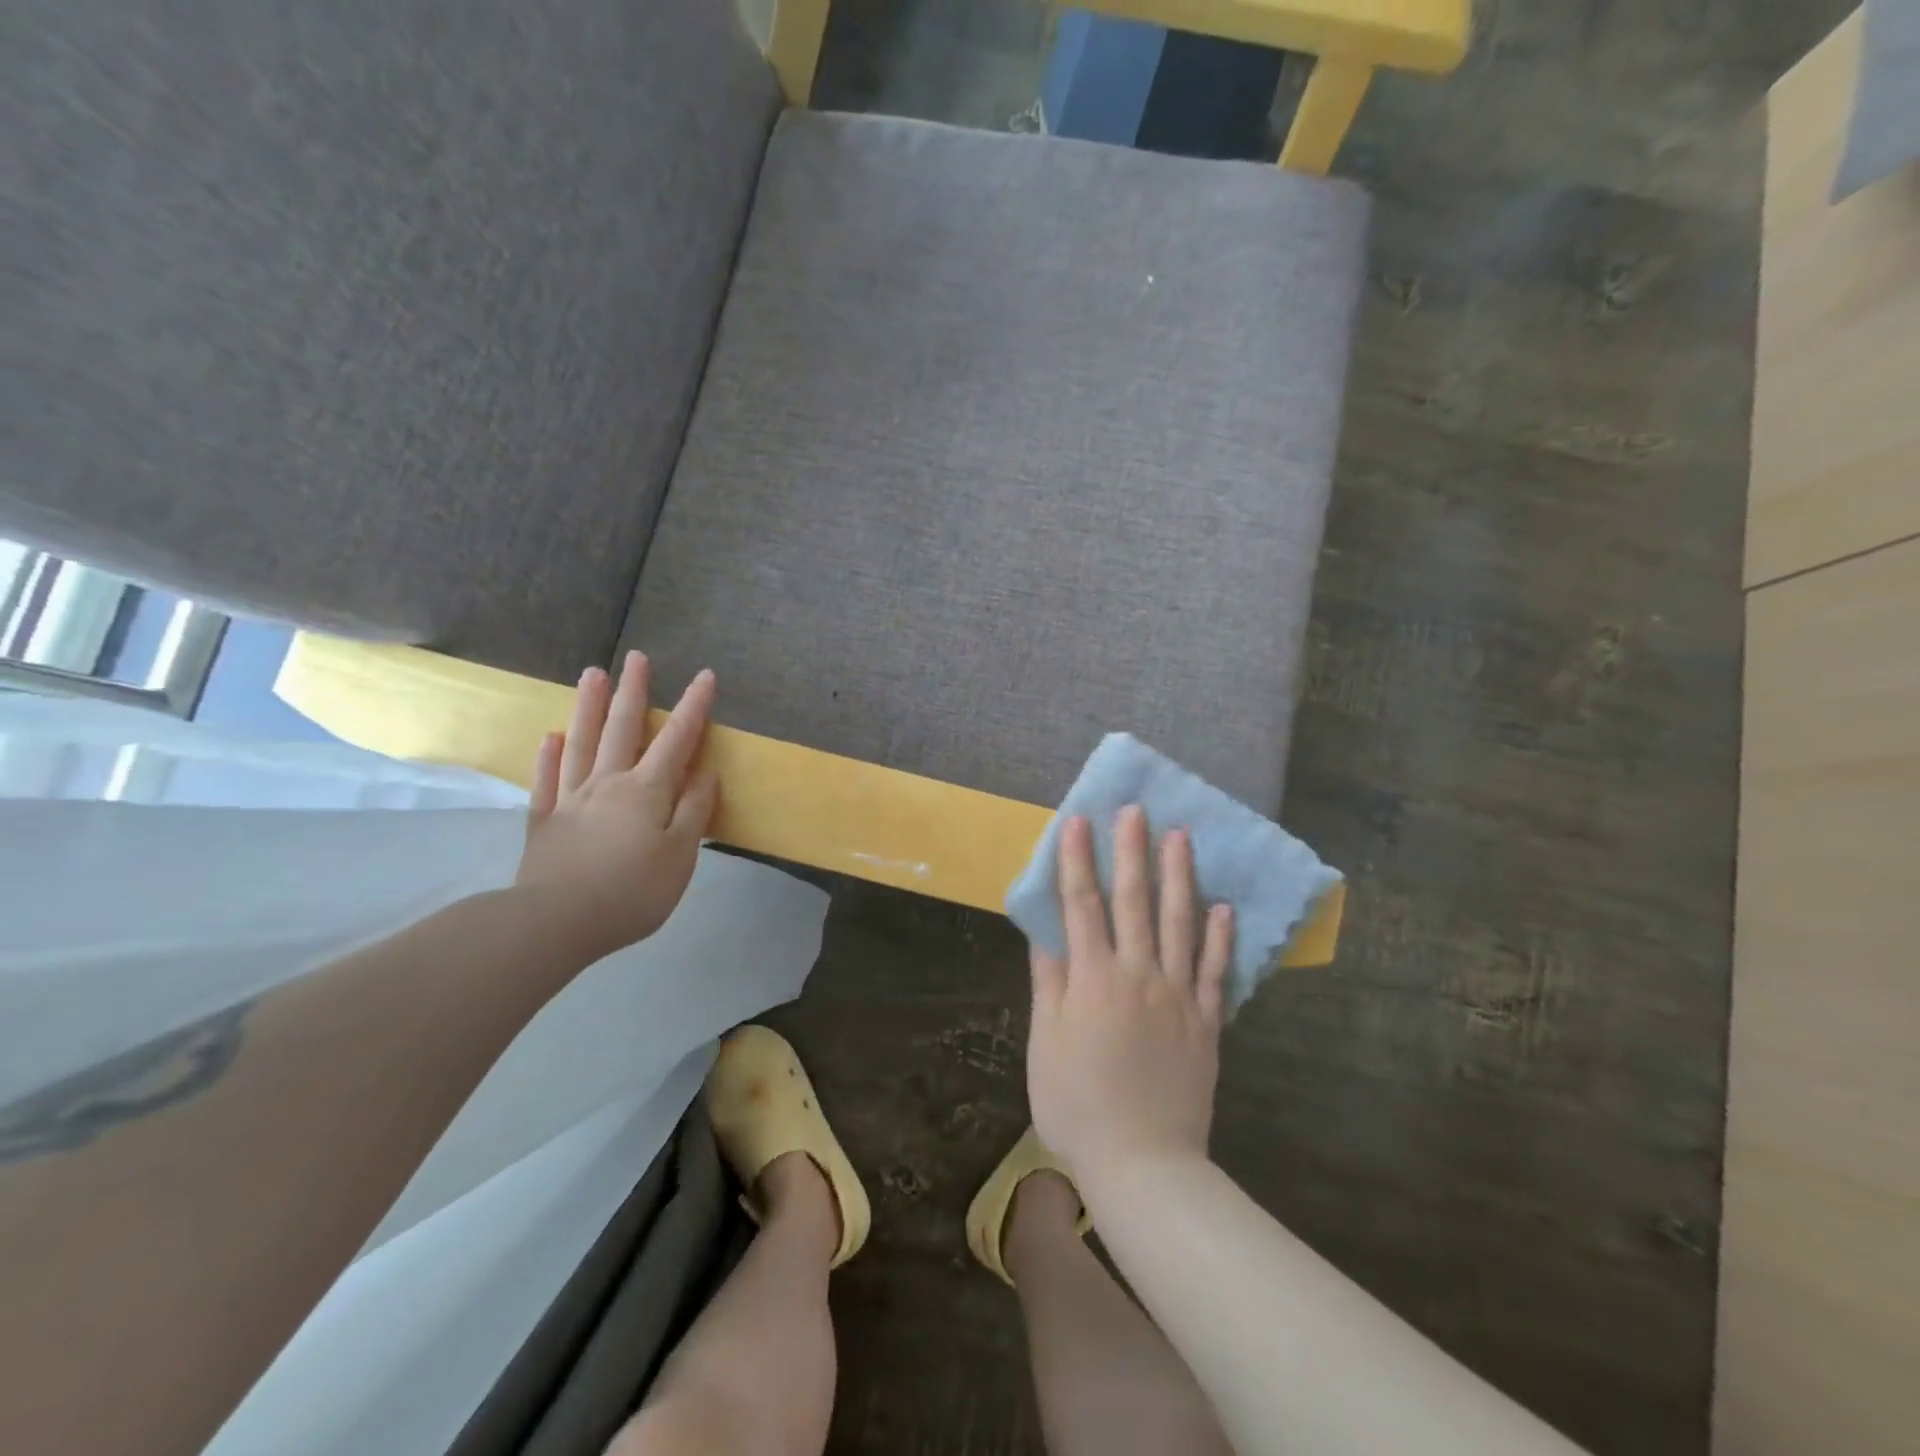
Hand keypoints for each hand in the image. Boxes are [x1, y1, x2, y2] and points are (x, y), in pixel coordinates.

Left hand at [514, 651, 719, 961]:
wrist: (556, 922)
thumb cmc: (632, 891)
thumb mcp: (680, 854)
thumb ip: (694, 811)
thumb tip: (706, 773)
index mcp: (647, 791)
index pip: (677, 740)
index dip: (693, 707)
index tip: (705, 676)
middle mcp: (608, 784)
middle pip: (622, 729)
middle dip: (633, 692)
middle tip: (636, 658)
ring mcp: (571, 800)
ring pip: (581, 744)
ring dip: (588, 707)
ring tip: (592, 674)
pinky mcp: (543, 822)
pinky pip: (546, 781)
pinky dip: (548, 756)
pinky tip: (551, 736)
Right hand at [1026, 806, 1233, 1180]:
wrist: (1143, 1162)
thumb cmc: (1077, 1104)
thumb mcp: (1045, 1042)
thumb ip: (1048, 982)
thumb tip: (1045, 931)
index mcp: (1093, 978)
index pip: (1082, 904)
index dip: (1079, 860)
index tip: (1079, 820)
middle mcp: (1138, 974)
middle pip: (1135, 902)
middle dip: (1132, 852)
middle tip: (1136, 810)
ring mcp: (1178, 995)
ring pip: (1181, 923)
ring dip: (1180, 877)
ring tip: (1181, 837)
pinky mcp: (1206, 1021)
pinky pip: (1216, 970)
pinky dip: (1219, 936)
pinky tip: (1223, 906)